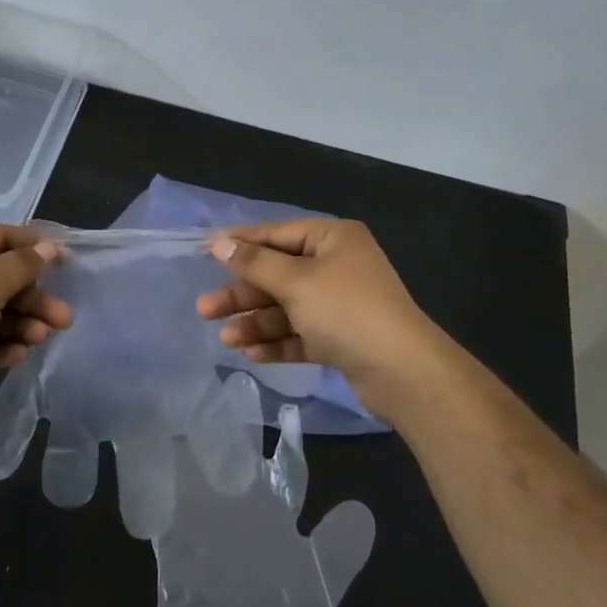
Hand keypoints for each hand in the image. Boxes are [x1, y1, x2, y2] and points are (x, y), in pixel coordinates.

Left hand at [0, 225, 72, 420]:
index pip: (0, 237)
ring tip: (42, 339)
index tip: (67, 262)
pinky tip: (19, 355)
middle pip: (1, 279)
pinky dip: (1, 344)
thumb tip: (50, 247)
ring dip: (22, 324)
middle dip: (33, 299)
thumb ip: (23, 265)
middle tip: (63, 318)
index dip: (35, 247)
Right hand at [197, 219, 448, 416]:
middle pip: (278, 274)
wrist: (403, 372)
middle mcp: (338, 266)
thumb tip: (219, 243)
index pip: (276, 234)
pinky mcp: (342, 338)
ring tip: (226, 339)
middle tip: (205, 309)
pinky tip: (251, 354)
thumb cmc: (346, 311)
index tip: (204, 251)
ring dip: (256, 322)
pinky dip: (278, 341)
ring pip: (287, 307)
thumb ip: (254, 263)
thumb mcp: (295, 282)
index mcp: (333, 239)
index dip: (240, 244)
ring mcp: (341, 303)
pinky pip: (301, 333)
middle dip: (243, 294)